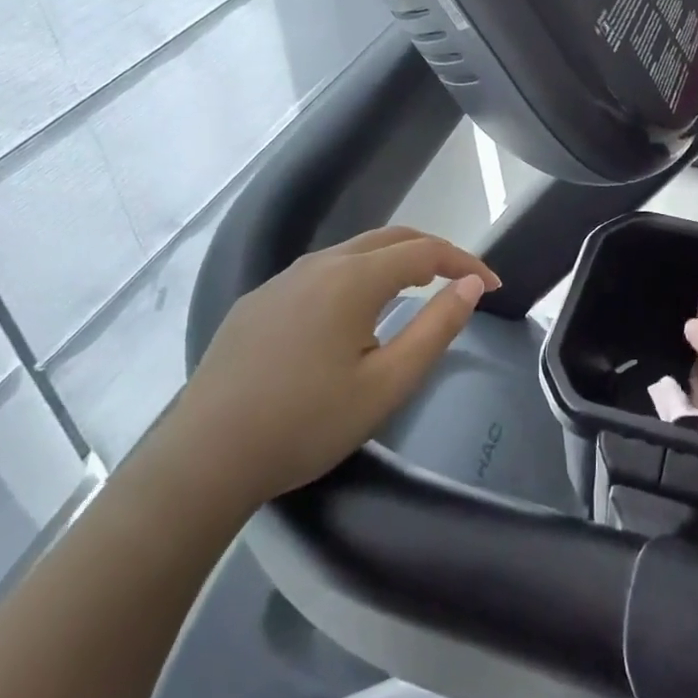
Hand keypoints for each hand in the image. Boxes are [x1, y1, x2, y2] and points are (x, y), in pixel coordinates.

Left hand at [157, 227, 498, 512]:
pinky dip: (356, 277)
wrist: (204, 459)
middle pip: (390, 238)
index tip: (493, 285)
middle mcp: (319, 264)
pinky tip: (352, 315)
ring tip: (416, 291)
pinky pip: (320, 274)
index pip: (425, 251)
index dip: (464, 263)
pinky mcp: (257, 302)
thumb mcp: (387, 384)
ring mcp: (282, 280)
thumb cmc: (306, 424)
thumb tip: (470, 285)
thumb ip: (436, 327)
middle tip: (461, 282)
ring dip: (394, 262)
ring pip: (352, 253)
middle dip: (433, 253)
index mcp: (353, 279)